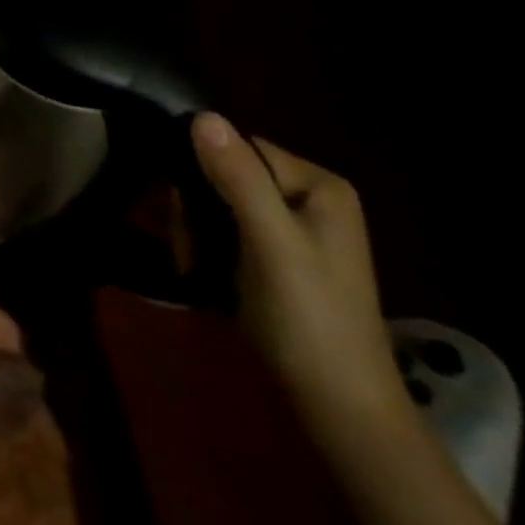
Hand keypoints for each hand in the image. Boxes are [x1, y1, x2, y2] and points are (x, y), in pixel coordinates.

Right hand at [192, 114, 406, 443]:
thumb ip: (239, 179)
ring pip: (219, 201)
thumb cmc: (309, 319)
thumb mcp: (270, 243)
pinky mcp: (279, 255)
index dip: (203, 170)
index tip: (185, 209)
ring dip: (197, 229)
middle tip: (191, 247)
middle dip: (197, 207)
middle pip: (226, 173)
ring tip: (194, 263)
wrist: (339, 408)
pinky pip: (228, 227)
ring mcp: (295, 228)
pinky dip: (208, 245)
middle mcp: (310, 197)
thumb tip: (202, 115)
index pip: (239, 147)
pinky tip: (203, 269)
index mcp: (319, 185)